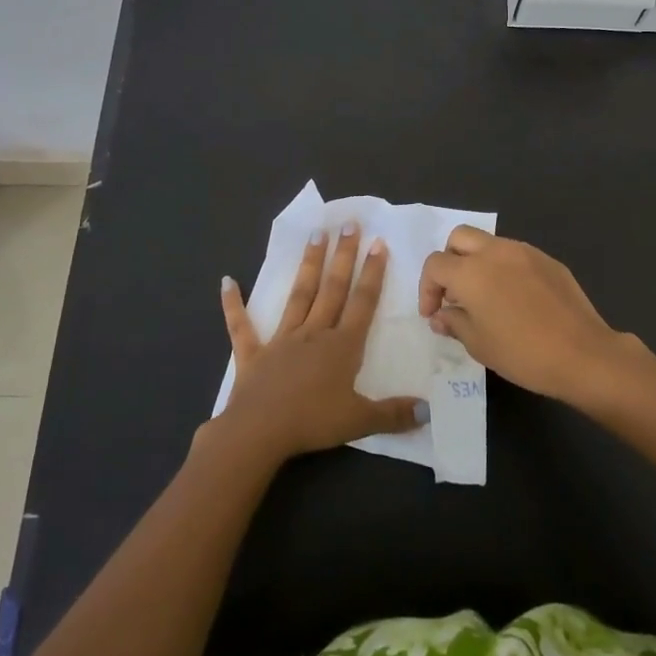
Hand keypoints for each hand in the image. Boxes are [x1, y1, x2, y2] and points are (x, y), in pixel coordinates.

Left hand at [212, 224, 424, 463]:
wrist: (259, 431)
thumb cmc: (312, 423)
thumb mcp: (360, 421)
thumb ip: (393, 414)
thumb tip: (428, 410)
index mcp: (342, 346)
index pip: (362, 302)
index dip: (372, 273)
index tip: (378, 243)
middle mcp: (314, 333)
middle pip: (332, 288)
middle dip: (343, 255)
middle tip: (349, 224)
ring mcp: (281, 340)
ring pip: (299, 295)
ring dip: (308, 265)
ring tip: (315, 235)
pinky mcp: (253, 354)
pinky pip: (241, 326)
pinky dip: (233, 304)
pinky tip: (227, 282)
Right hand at [419, 227, 655, 407]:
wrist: (583, 354)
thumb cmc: (522, 353)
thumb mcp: (479, 345)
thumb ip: (454, 322)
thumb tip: (441, 315)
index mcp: (471, 271)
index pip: (436, 265)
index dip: (427, 288)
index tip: (434, 313)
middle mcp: (495, 252)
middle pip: (459, 238)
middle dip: (450, 261)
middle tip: (454, 292)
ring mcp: (525, 252)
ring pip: (489, 242)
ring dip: (478, 262)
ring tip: (485, 296)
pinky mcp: (548, 260)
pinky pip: (516, 255)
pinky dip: (505, 268)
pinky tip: (515, 299)